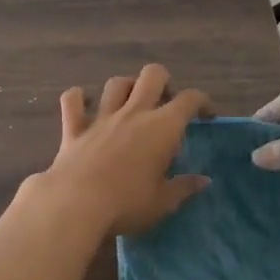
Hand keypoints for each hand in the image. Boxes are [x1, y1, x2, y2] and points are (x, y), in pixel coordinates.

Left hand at [26, 65, 212, 237]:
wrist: (76, 204)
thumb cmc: (127, 204)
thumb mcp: (163, 203)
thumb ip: (184, 188)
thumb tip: (204, 180)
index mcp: (162, 128)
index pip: (189, 100)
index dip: (202, 101)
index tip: (207, 115)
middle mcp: (134, 113)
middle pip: (152, 75)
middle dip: (163, 81)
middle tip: (166, 103)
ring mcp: (102, 117)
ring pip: (116, 83)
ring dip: (126, 87)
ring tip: (130, 102)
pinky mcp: (74, 128)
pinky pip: (73, 100)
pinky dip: (78, 97)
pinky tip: (83, 103)